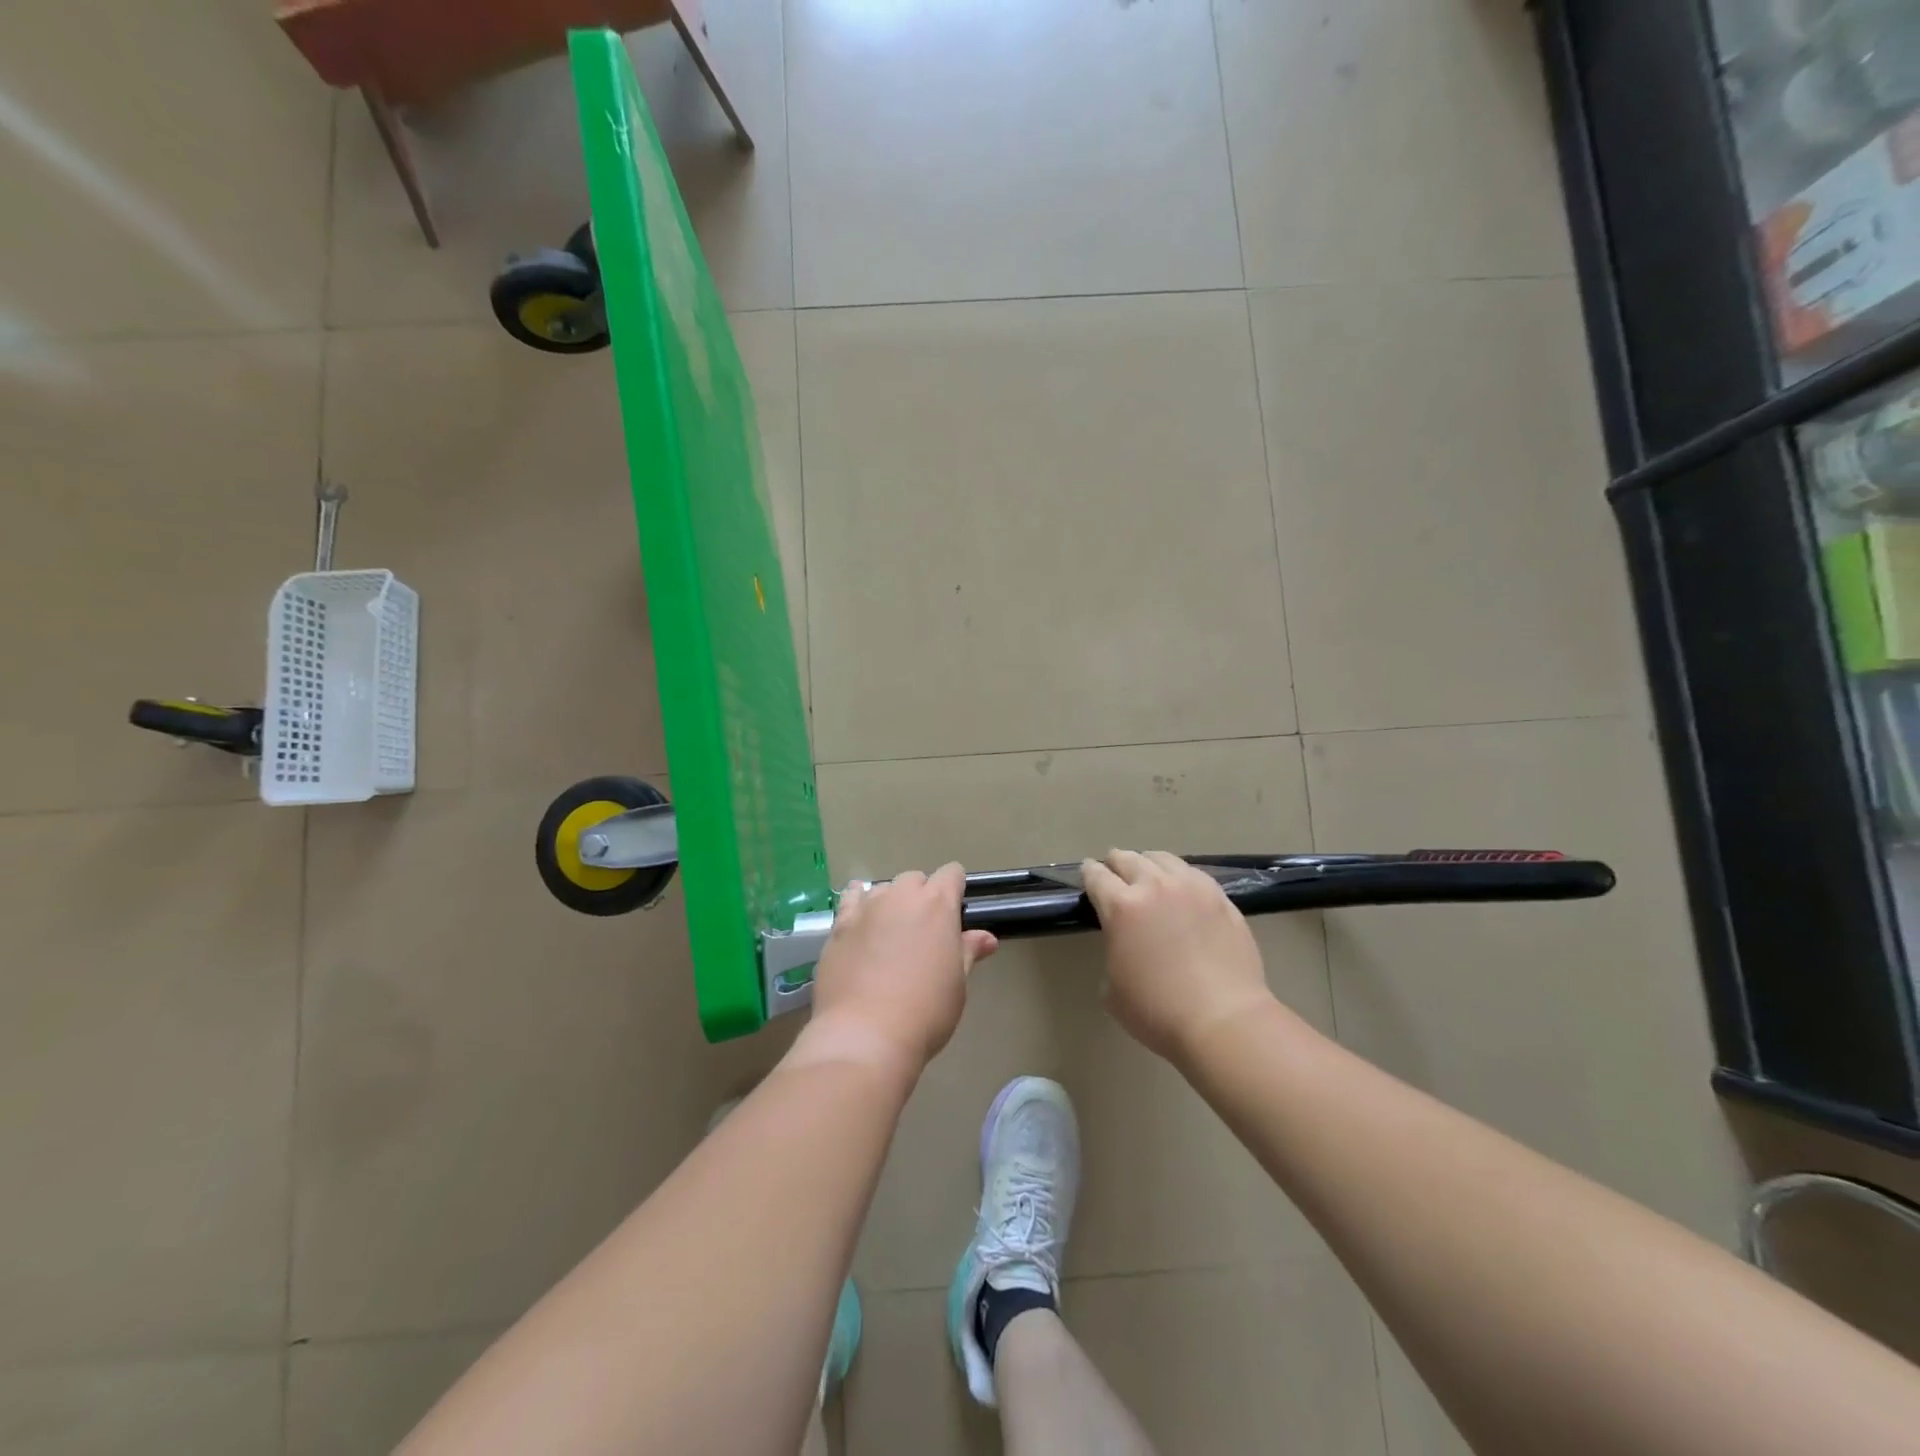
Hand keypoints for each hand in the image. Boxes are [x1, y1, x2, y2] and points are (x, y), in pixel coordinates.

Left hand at [794, 864, 997, 1080]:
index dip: (955, 887)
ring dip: (890, 902)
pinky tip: (859, 918)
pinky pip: (850, 899)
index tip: (955, 909)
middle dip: (921, 895)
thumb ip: (968, 952)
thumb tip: (986, 938)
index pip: (951, 874)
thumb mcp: (957, 985)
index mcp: (938, 905)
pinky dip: (857, 903)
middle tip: (923, 930)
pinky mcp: (839, 925)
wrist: (865, 1035)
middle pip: (914, 879)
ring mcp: (867, 908)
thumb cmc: (925, 1012)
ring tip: (890, 931)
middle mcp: (901, 896)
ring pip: (882, 889)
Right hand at [1080, 850, 1274, 1066]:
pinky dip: (1179, 876)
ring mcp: (1191, 888)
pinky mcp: (1220, 897)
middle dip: (1116, 864)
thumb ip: (1113, 952)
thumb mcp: (1112, 989)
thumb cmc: (1158, 1011)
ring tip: (1149, 876)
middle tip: (1115, 875)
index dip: (1088, 873)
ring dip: (1148, 864)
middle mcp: (1154, 886)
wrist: (1224, 1020)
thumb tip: (1124, 944)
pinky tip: (1182, 889)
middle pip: (1127, 858)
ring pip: (1162, 858)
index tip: (1088, 874)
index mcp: (1121, 907)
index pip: (1096, 876)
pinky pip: (1193, 873)